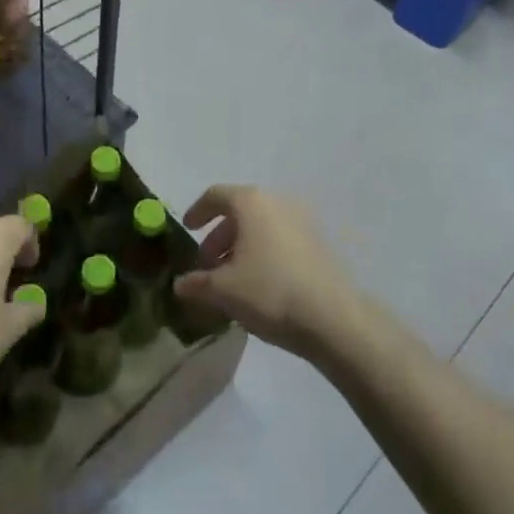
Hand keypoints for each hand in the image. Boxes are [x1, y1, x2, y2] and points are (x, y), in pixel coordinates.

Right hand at [173, 185, 363, 359]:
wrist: (333, 318)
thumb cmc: (270, 291)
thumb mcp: (224, 290)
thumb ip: (197, 283)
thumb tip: (180, 284)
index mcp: (252, 202)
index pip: (216, 195)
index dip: (198, 211)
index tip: (188, 228)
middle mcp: (277, 202)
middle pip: (240, 210)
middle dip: (219, 235)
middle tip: (207, 264)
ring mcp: (302, 220)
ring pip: (262, 226)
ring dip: (241, 246)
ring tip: (232, 278)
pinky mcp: (318, 242)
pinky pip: (280, 238)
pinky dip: (263, 252)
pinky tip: (259, 284)